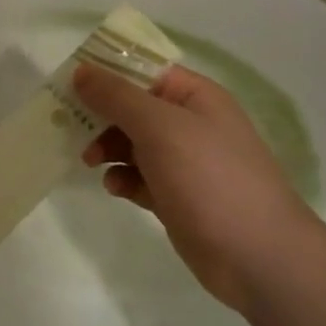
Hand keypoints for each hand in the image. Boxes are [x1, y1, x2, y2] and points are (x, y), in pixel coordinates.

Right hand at [75, 62, 322, 308]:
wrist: (257, 256)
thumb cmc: (210, 178)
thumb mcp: (160, 127)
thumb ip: (117, 97)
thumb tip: (82, 70)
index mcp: (195, 97)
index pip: (144, 69)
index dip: (107, 71)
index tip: (69, 80)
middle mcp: (190, 124)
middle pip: (133, 107)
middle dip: (101, 115)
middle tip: (68, 126)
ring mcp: (184, 163)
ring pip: (132, 143)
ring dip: (107, 148)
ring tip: (89, 161)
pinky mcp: (176, 197)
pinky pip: (139, 177)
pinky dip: (123, 178)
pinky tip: (115, 188)